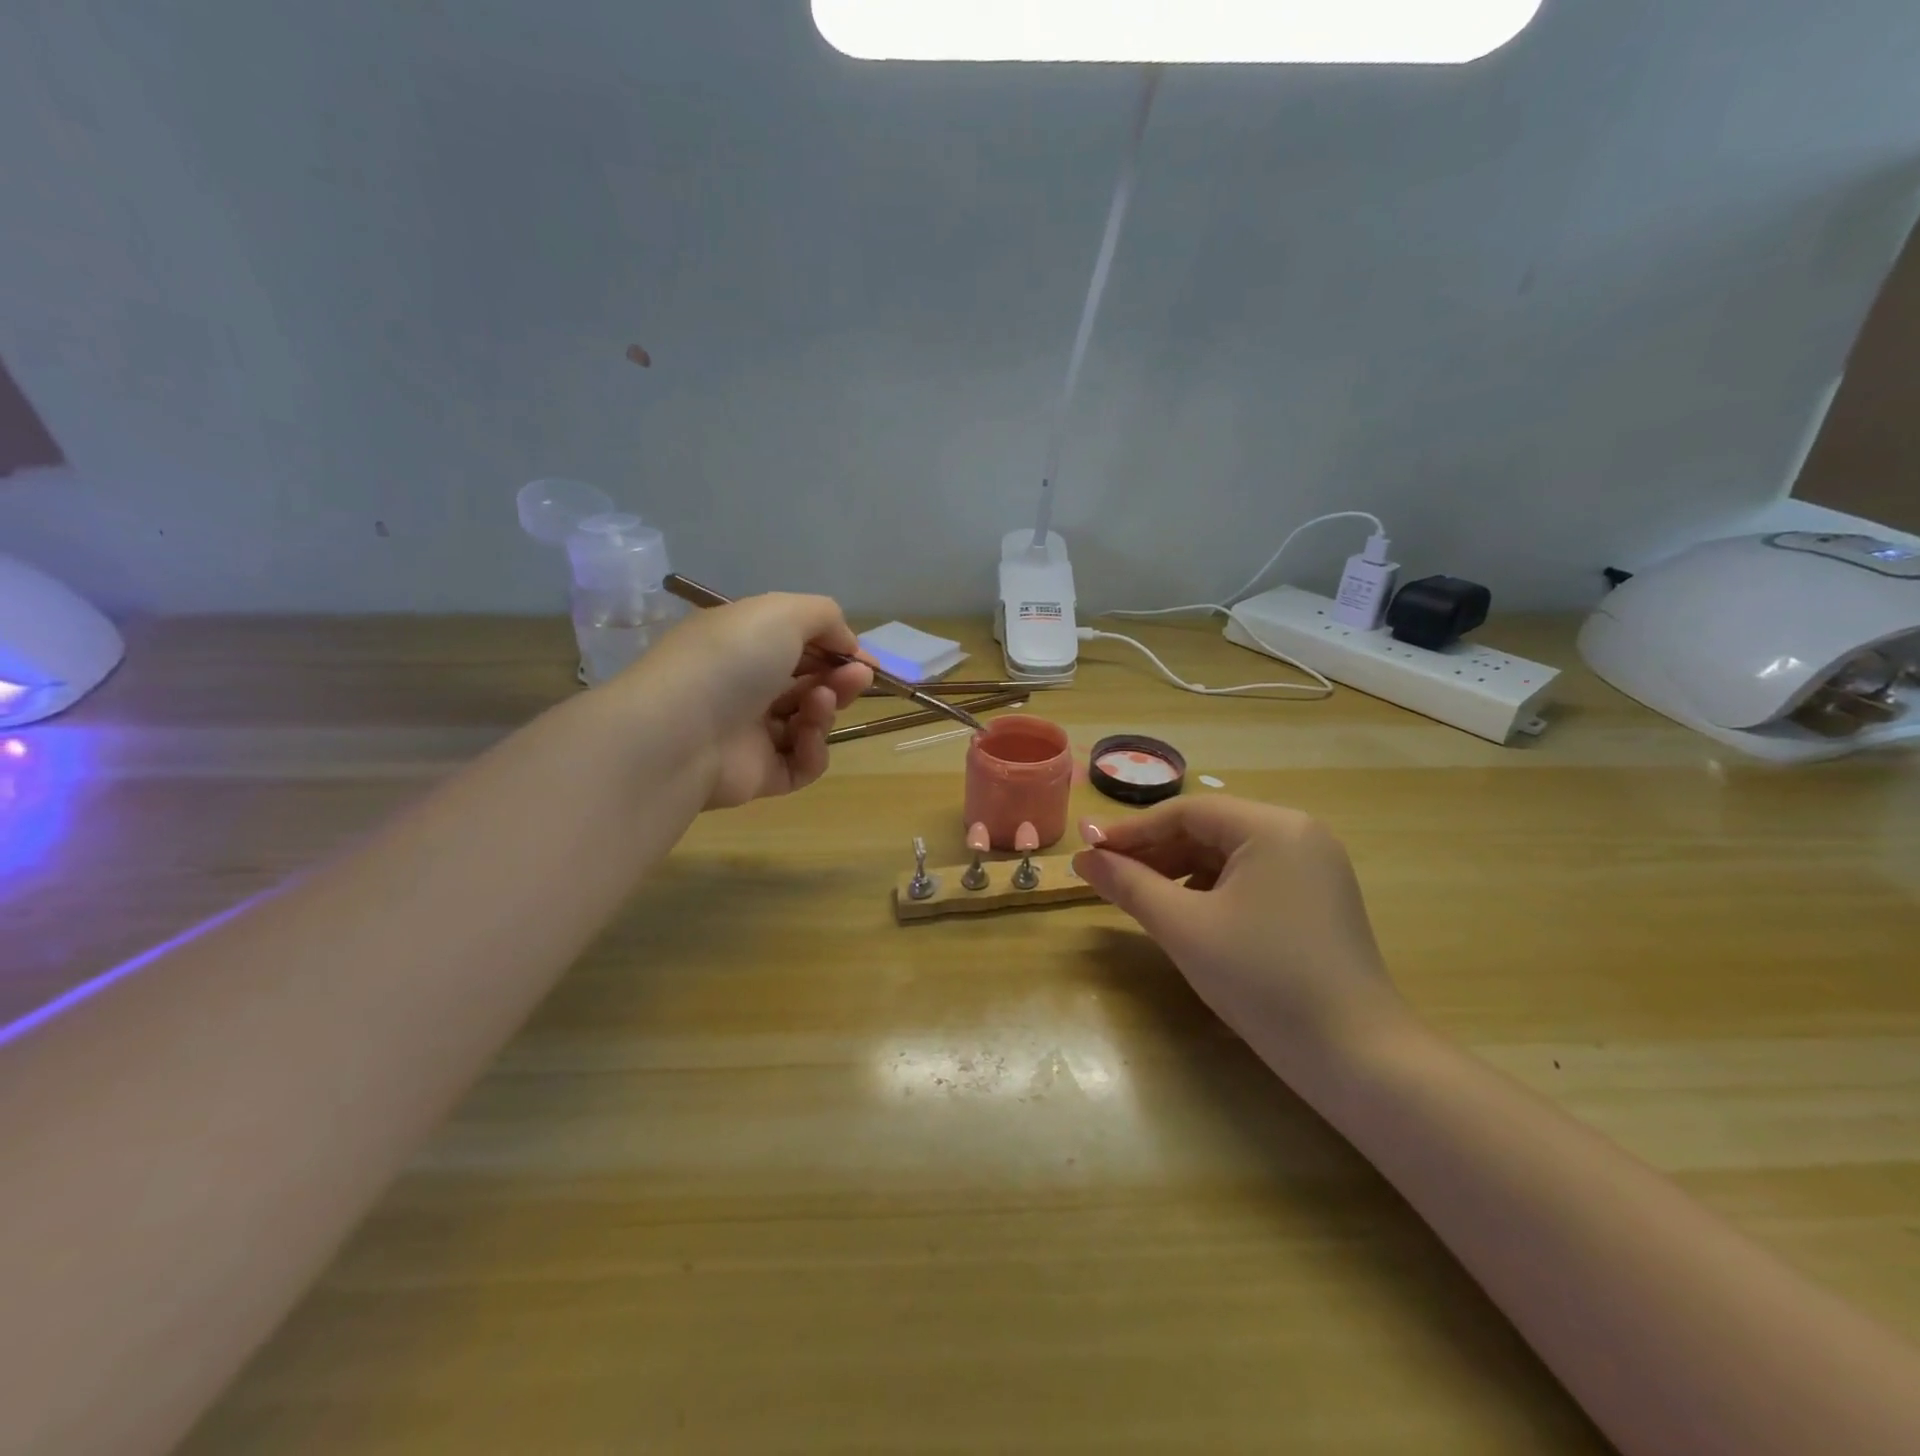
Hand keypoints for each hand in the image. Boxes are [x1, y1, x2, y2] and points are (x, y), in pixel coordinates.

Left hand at [619, 593, 872, 808]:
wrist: (682, 733)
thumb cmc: (731, 660)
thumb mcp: (781, 612)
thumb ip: (824, 616)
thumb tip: (847, 644)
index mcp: (742, 645)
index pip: (795, 644)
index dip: (834, 649)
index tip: (864, 658)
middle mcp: (744, 687)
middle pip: (808, 683)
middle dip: (839, 678)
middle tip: (859, 678)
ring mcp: (750, 734)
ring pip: (808, 722)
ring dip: (826, 709)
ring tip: (821, 703)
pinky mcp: (759, 775)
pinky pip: (802, 763)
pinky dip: (813, 749)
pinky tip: (807, 736)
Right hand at [1073, 797, 1404, 1071]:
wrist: (1355, 1056)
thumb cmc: (1263, 979)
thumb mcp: (1185, 928)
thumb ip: (1129, 885)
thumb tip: (1082, 858)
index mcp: (1273, 827)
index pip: (1186, 813)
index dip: (1131, 831)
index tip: (1088, 851)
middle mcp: (1298, 834)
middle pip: (1208, 830)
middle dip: (1154, 853)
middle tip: (1107, 876)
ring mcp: (1313, 867)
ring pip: (1227, 856)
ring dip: (1178, 872)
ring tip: (1138, 897)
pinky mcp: (1317, 899)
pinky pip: (1249, 878)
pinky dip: (1211, 890)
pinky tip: (1185, 914)